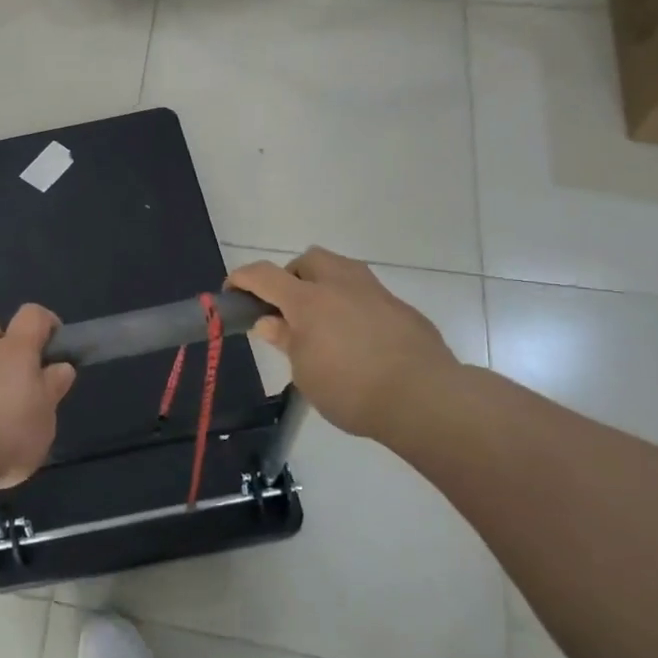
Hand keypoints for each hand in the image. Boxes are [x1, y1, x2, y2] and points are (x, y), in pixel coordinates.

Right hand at [228, 247, 460, 441]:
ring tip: (323, 321)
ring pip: (342, 269)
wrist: (425, 398)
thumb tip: (268, 321)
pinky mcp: (401, 309)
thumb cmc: (351, 389)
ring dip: (325, 285)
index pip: (264, 275)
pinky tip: (358, 339)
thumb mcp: (305, 372)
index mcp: (308, 300)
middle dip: (292, 275)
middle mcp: (341, 284)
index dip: (242, 278)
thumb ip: (286, 340)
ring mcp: (375, 293)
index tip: (232, 291)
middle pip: (308, 259)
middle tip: (288, 309)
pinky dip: (352, 306)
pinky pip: (367, 294)